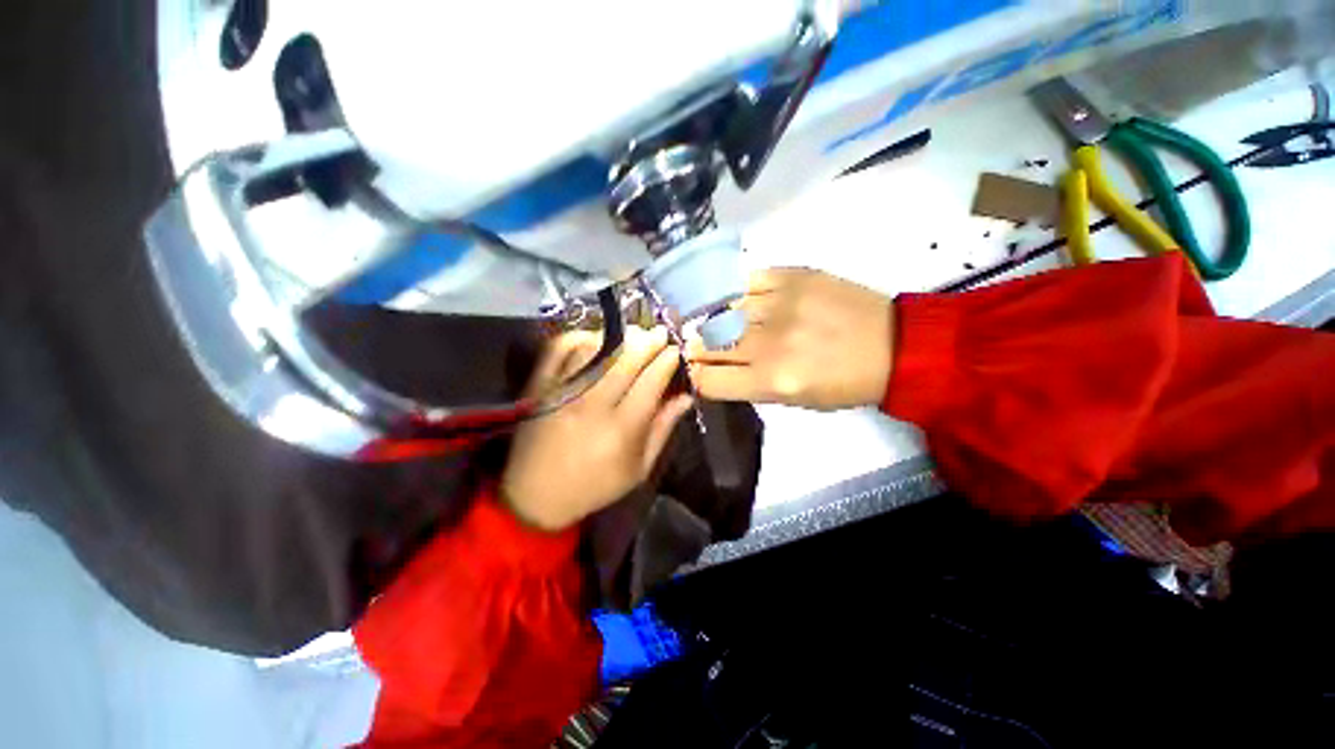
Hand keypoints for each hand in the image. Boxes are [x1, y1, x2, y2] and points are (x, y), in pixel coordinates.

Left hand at [500, 327, 693, 531]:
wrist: (536, 495)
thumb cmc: (595, 485)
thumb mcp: (638, 468)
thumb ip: (663, 429)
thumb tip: (686, 397)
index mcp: (622, 429)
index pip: (651, 381)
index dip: (667, 360)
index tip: (675, 350)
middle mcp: (593, 405)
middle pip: (626, 359)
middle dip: (648, 341)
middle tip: (660, 333)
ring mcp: (564, 392)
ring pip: (596, 349)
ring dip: (619, 337)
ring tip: (633, 334)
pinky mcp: (541, 386)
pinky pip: (560, 350)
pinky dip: (579, 337)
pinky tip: (595, 337)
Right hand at [686, 269, 893, 410]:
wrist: (895, 346)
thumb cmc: (844, 384)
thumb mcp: (794, 401)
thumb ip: (748, 386)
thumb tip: (713, 370)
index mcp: (771, 381)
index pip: (707, 380)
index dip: (695, 377)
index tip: (697, 371)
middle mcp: (769, 343)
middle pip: (707, 344)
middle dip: (696, 349)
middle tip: (699, 346)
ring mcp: (779, 304)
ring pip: (720, 311)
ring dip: (712, 321)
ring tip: (718, 323)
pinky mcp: (793, 276)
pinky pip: (745, 282)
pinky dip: (736, 294)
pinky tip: (739, 301)